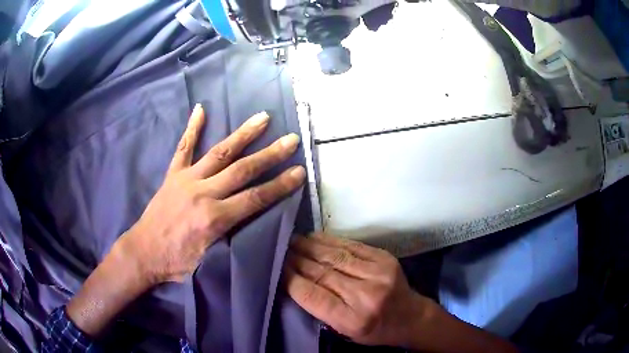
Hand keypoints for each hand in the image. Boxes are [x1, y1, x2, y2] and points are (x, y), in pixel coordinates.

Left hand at [117, 104, 305, 284]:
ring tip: (262, 117)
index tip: (299, 171)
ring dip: (243, 134)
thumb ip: (230, 238)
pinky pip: (183, 147)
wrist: (143, 253)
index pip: (255, 198)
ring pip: (219, 152)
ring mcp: (186, 180)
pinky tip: (201, 109)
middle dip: (270, 154)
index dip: (280, 185)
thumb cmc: (176, 263)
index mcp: (214, 219)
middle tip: (291, 139)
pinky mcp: (173, 175)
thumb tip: (251, 221)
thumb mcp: (208, 260)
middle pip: (242, 170)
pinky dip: (192, 128)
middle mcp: (203, 194)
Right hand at [284, 233, 429, 346]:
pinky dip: (329, 241)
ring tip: (292, 241)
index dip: (292, 280)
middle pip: (322, 273)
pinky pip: (351, 246)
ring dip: (309, 247)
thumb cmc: (375, 330)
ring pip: (334, 256)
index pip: (314, 296)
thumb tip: (295, 282)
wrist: (410, 316)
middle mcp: (365, 295)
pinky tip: (314, 238)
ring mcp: (378, 273)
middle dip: (297, 260)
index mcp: (353, 320)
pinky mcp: (384, 258)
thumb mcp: (345, 331)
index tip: (277, 268)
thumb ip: (321, 309)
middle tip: (280, 250)